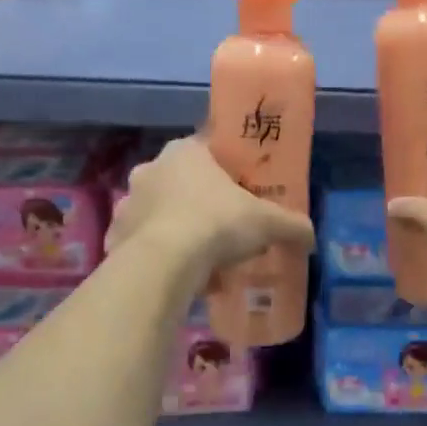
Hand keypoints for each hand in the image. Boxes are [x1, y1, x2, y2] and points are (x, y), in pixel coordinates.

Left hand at [106, 134, 314, 280]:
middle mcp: (151, 169)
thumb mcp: (267, 223)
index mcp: (185, 152)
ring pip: (160, 213)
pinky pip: (144, 244)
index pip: (208, 148)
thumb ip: (292, 225)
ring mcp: (128, 203)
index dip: (228, 168)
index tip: (242, 189)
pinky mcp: (115, 237)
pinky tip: (181, 277)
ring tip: (205, 260)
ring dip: (179, 231)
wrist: (163, 264)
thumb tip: (311, 236)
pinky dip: (160, 257)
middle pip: (183, 182)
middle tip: (227, 228)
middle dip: (203, 202)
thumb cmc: (217, 224)